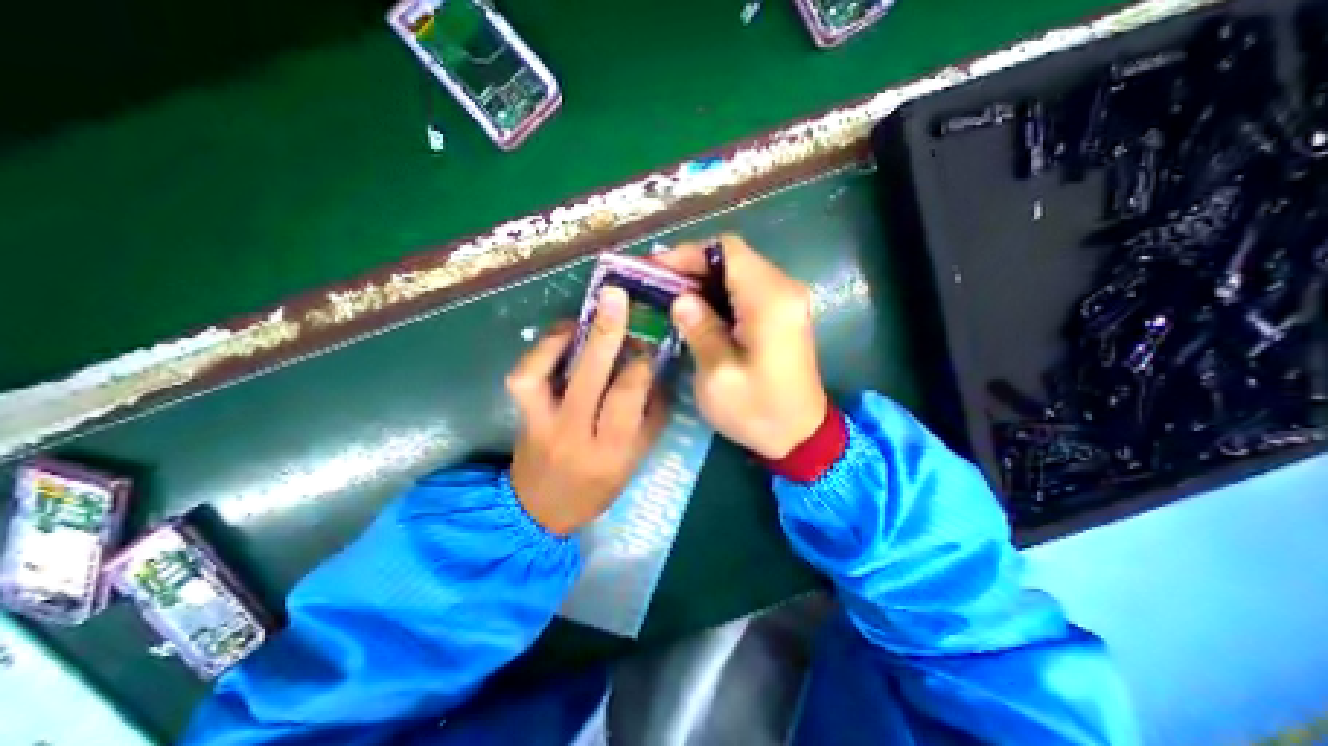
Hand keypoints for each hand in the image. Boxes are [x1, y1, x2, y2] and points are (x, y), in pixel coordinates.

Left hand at [504, 286, 667, 534]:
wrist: (540, 510)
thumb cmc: (598, 488)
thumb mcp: (635, 460)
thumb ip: (650, 416)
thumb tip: (656, 372)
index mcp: (610, 450)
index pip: (626, 397)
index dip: (640, 364)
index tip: (649, 347)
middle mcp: (573, 434)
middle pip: (589, 377)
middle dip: (606, 333)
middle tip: (616, 298)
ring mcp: (540, 423)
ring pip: (543, 373)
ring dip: (562, 338)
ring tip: (582, 318)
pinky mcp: (521, 415)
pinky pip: (523, 376)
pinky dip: (540, 350)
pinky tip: (561, 337)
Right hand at [655, 234, 825, 460]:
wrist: (800, 435)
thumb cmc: (758, 411)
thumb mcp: (719, 375)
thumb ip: (699, 330)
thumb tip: (681, 300)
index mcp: (770, 300)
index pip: (727, 251)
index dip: (688, 254)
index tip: (656, 269)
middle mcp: (783, 289)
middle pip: (732, 258)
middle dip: (691, 267)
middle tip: (657, 285)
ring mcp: (785, 300)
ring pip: (736, 272)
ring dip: (702, 281)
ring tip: (668, 296)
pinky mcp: (781, 313)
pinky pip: (744, 290)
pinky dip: (717, 294)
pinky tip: (695, 310)